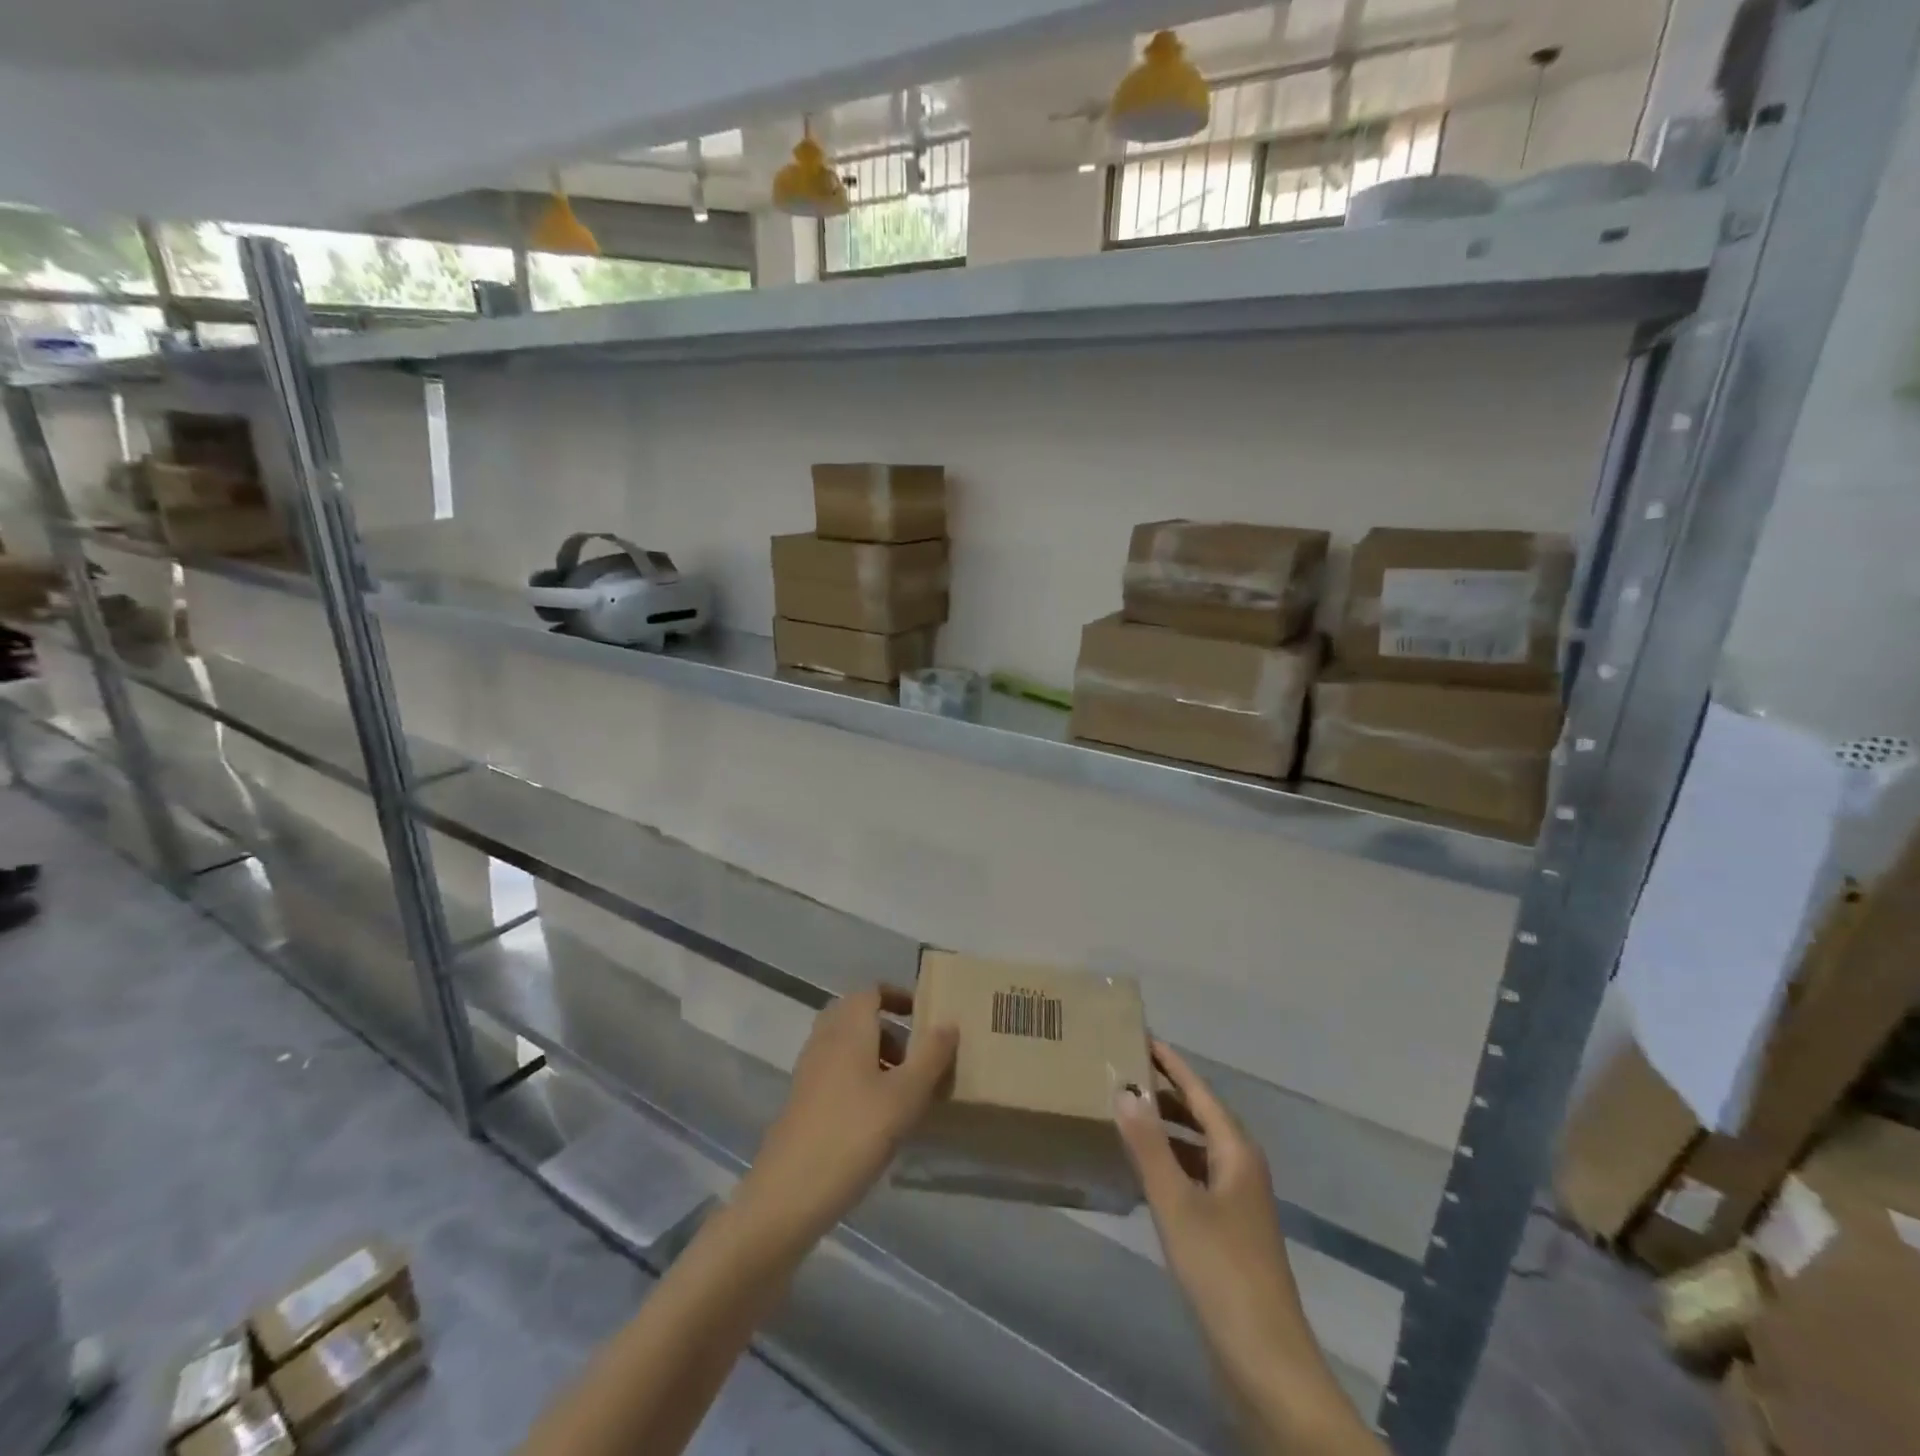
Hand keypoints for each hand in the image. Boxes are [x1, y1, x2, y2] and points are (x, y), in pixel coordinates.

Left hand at [737, 985, 957, 1250]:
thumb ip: (931, 1056)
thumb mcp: (906, 1095)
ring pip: (845, 1045)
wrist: (789, 1192)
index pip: (871, 991)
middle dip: (887, 1028)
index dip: (897, 996)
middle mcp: (825, 1039)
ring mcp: (809, 1070)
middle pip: (856, 1015)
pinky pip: (835, 1071)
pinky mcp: (802, 1101)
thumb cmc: (854, 1133)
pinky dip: (858, 1078)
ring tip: (903, 1089)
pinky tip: (878, 1116)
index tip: (922, 1014)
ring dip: (874, 1055)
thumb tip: (949, 1022)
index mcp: (849, 1027)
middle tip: (915, 1053)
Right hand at [1116, 1041, 1300, 1367]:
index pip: (1199, 1091)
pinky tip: (1141, 1171)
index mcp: (1236, 1151)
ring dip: (1165, 1128)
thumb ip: (1149, 1145)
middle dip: (1165, 1091)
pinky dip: (1169, 1163)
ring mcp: (1237, 1201)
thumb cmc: (1222, 1273)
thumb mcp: (1176, 1204)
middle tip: (1123, 1070)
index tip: (1140, 1035)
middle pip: (1200, 1115)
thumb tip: (1124, 1088)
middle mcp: (1240, 1167)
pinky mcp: (1228, 1231)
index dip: (1170, 1063)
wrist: (1266, 1363)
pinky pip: (1194, 1176)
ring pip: (1197, 1147)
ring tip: (1124, 1112)